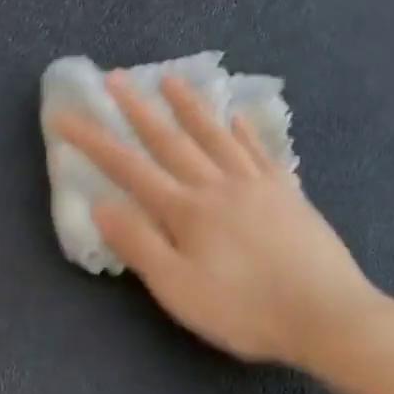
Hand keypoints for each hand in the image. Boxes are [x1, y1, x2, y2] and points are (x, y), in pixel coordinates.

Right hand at [52, 73, 389, 375]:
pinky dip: (242, 131)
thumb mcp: (178, 289)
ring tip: (170, 79)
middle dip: (138, 109)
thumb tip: (102, 205)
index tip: (66, 116)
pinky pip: (259, 151)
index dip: (94, 141)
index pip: (129, 168)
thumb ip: (139, 245)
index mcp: (186, 210)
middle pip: (171, 140)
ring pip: (215, 135)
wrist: (328, 316)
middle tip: (115, 78)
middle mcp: (218, 185)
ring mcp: (257, 185)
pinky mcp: (287, 194)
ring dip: (189, 106)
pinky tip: (235, 117)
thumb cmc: (244, 310)